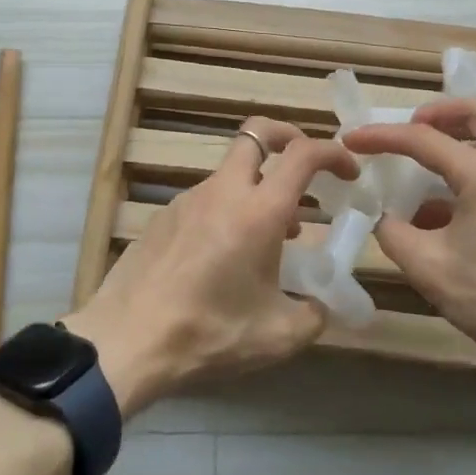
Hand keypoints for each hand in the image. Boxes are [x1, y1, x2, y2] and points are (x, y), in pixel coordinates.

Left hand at [67, 117, 357, 415]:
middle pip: (257, 133)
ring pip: (231, 172)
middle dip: (287, 137)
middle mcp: (223, 192)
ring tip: (272, 236)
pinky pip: (206, 199)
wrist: (126, 340)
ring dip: (257, 187)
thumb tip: (320, 304)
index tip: (349, 172)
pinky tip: (225, 257)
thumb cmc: (209, 332)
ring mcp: (188, 199)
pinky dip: (228, 211)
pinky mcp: (163, 216)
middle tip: (305, 170)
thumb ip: (312, 314)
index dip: (333, 153)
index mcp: (258, 211)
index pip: (302, 154)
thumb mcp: (277, 335)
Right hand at [342, 97, 475, 378]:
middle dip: (440, 112)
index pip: (423, 139)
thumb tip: (384, 218)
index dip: (381, 136)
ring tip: (429, 165)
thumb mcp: (430, 270)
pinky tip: (452, 208)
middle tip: (412, 128)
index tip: (352, 139)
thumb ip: (394, 235)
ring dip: (461, 137)